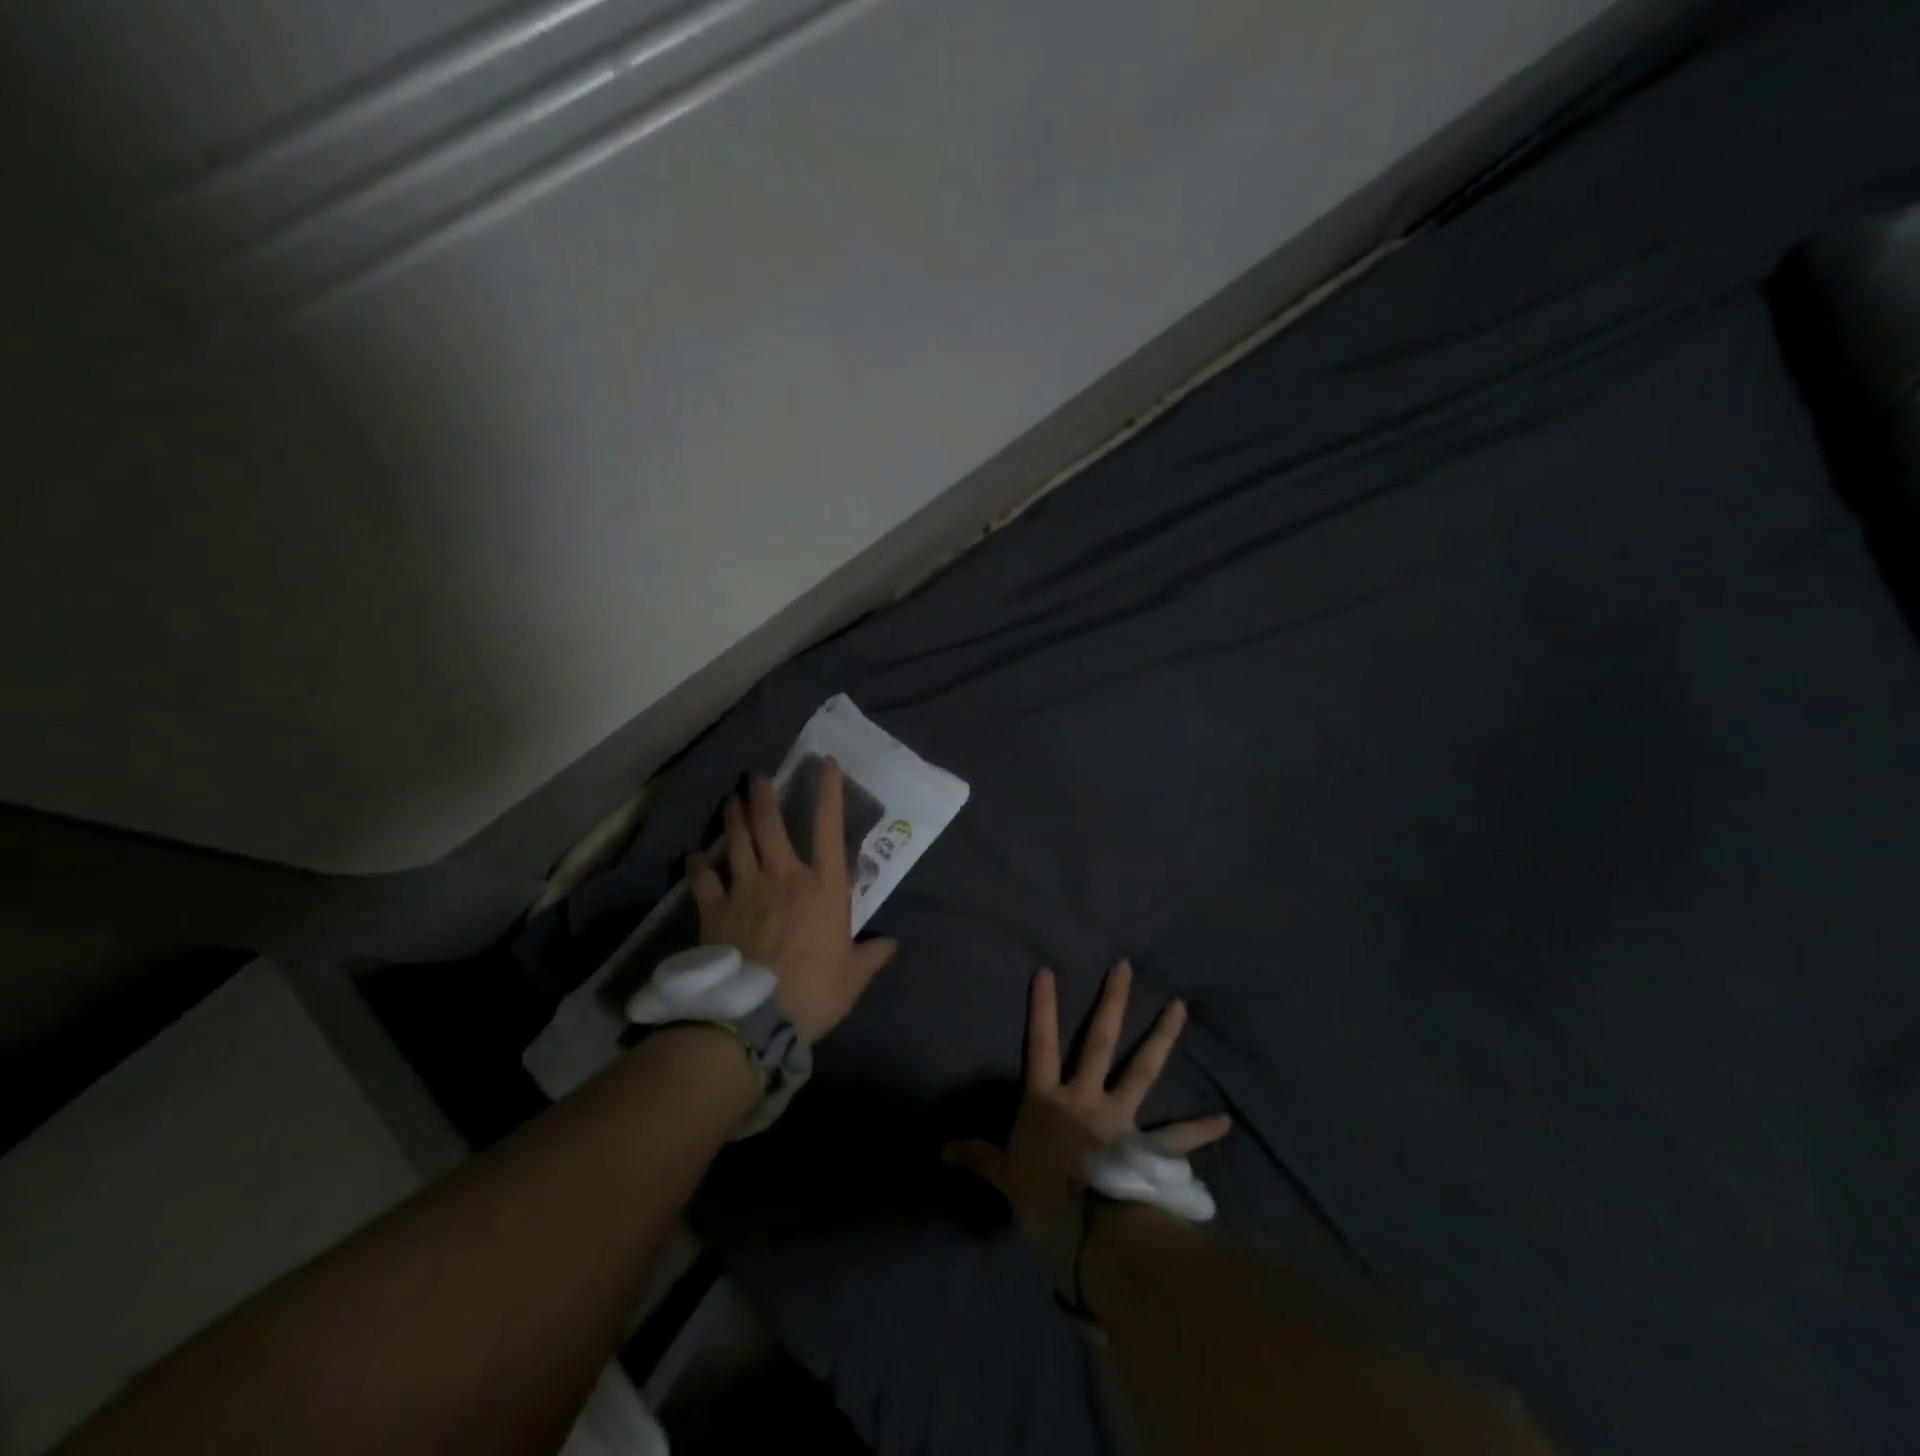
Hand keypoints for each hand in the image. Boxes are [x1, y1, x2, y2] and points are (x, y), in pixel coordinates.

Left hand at [687, 758, 896, 1042]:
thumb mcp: (853, 976)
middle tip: (756, 775)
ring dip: (733, 818)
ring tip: (730, 800)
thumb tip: (890, 944)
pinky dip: (698, 865)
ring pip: (737, 841)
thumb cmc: (814, 992)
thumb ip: (871, 955)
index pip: (829, 828)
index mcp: (824, 887)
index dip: (829, 792)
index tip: (825, 764)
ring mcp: (745, 889)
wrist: (753, 1017)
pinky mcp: (715, 910)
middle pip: (771, 824)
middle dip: (764, 795)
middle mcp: (784, 876)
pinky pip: (703, 879)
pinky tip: (695, 855)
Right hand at [943, 961, 1230, 1281]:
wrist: (1091, 1236)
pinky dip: (1200, 1129)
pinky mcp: (1147, 1148)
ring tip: (1180, 1007)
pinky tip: (1224, 1120)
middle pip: (1099, 1042)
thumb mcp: (1006, 1179)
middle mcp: (1086, 1099)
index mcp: (1048, 1102)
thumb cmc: (1043, 1202)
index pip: (1040, 1046)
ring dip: (1162, 1038)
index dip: (1042, 1009)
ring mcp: (1121, 1119)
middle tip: (1125, 966)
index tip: (1048, 971)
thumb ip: (981, 1158)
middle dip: (1111, 1002)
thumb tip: (943, 1149)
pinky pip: (1177, 1137)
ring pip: (1142, 1070)